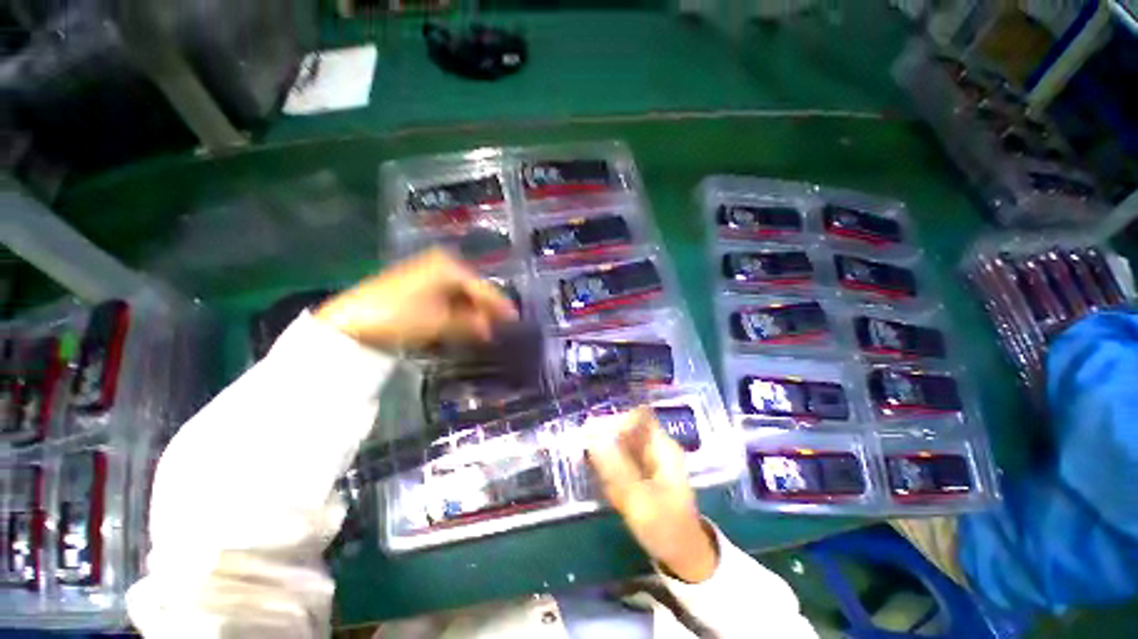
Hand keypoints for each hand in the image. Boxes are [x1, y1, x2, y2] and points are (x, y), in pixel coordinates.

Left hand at [314, 248, 518, 349]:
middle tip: (499, 329)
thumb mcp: (441, 322)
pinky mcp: (417, 283)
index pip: (483, 288)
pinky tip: (463, 324)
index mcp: (450, 266)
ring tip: (483, 331)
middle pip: (472, 289)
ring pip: (460, 294)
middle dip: (485, 310)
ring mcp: (428, 272)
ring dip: (471, 312)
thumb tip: (490, 329)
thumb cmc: (400, 316)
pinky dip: (456, 311)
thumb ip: (470, 324)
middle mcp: (441, 263)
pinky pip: (446, 297)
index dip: (499, 306)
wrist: (351, 322)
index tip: (515, 320)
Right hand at [587, 407, 718, 582]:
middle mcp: (655, 447)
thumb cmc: (667, 528)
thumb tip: (593, 439)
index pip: (639, 416)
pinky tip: (609, 490)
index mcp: (663, 447)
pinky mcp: (639, 471)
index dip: (618, 420)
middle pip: (626, 427)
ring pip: (620, 444)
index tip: (595, 434)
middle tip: (589, 459)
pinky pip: (619, 460)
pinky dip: (610, 470)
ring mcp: (647, 459)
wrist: (682, 555)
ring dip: (606, 457)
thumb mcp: (639, 500)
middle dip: (607, 439)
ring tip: (604, 482)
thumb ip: (616, 469)